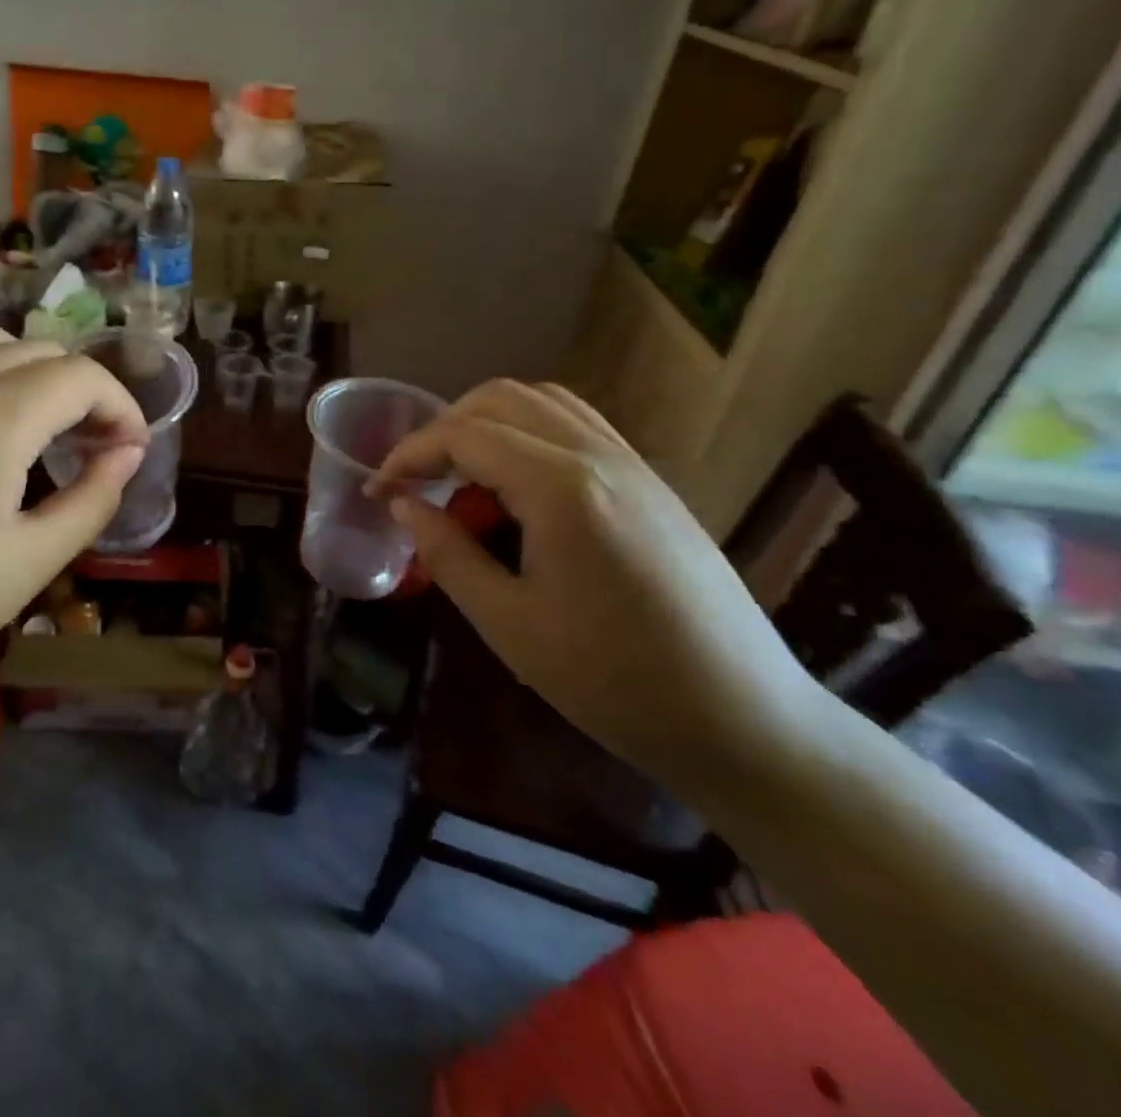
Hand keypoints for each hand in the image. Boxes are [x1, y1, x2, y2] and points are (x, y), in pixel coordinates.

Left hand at [0, 325, 146, 730]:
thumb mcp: (30, 563)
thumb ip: (92, 499)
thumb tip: (127, 454)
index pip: (80, 376)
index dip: (120, 404)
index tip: (130, 447)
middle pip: (38, 350)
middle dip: (81, 388)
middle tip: (92, 444)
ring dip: (30, 372)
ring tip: (39, 428)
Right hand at [371, 380, 827, 784]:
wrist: (743, 720)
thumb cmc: (614, 682)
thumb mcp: (509, 624)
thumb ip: (447, 552)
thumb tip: (404, 505)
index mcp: (562, 488)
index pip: (464, 435)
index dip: (408, 455)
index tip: (377, 490)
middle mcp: (598, 455)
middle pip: (500, 399)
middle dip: (442, 430)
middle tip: (415, 481)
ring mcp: (632, 463)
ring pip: (541, 402)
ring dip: (485, 424)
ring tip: (460, 477)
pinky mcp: (649, 482)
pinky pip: (575, 425)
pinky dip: (527, 433)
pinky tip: (516, 486)